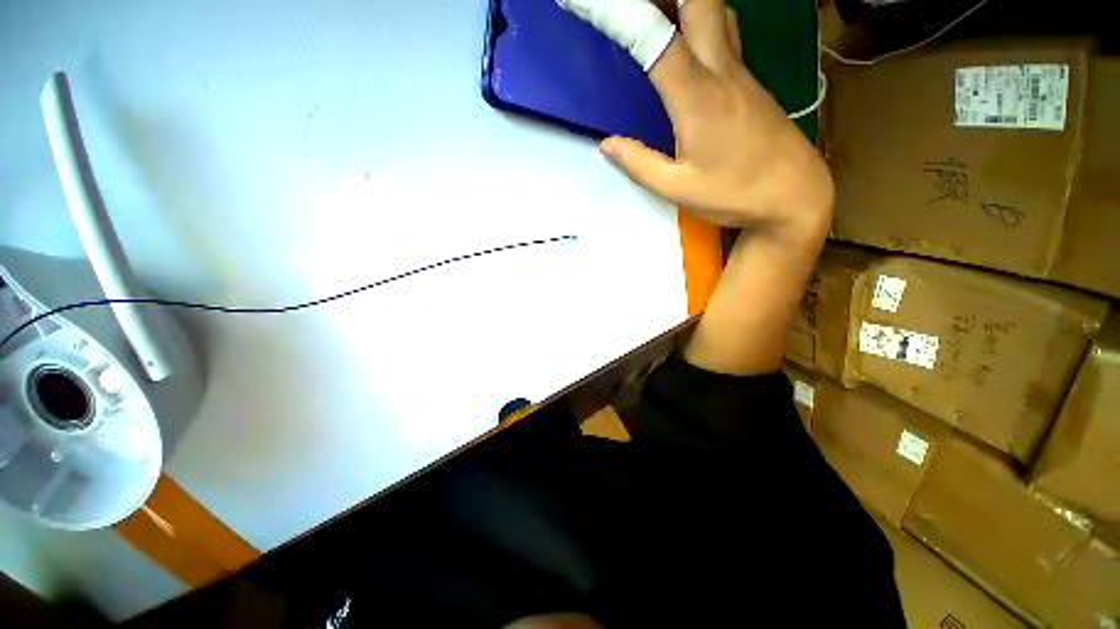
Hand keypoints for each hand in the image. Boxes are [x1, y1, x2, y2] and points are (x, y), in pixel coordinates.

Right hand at [559, 0, 832, 236]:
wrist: (794, 194)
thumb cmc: (734, 194)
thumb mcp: (677, 188)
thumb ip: (639, 165)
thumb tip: (607, 144)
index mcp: (697, 97)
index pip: (655, 40)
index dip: (620, 14)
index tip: (587, 4)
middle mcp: (721, 70)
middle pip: (700, 0)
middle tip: (638, 12)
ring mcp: (740, 71)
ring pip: (717, 9)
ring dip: (687, 2)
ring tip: (656, 16)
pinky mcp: (749, 81)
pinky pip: (725, 33)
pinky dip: (702, 21)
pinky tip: (687, 40)